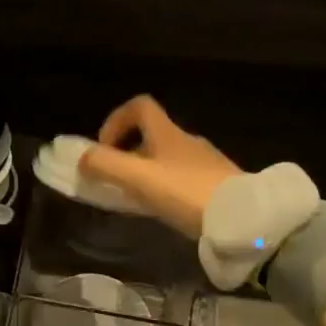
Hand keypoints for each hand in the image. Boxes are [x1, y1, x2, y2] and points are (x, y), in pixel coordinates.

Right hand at [78, 95, 241, 237]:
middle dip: (129, 152)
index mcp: (168, 133)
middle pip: (152, 134)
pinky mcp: (219, 184)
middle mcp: (188, 141)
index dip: (116, 120)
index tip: (105, 147)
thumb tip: (81, 158)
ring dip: (148, 171)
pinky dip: (168, 187)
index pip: (140, 106)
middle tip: (117, 179)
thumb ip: (106, 166)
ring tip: (139, 199)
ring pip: (168, 158)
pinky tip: (168, 210)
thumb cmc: (186, 192)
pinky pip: (185, 178)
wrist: (243, 218)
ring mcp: (207, 162)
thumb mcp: (139, 179)